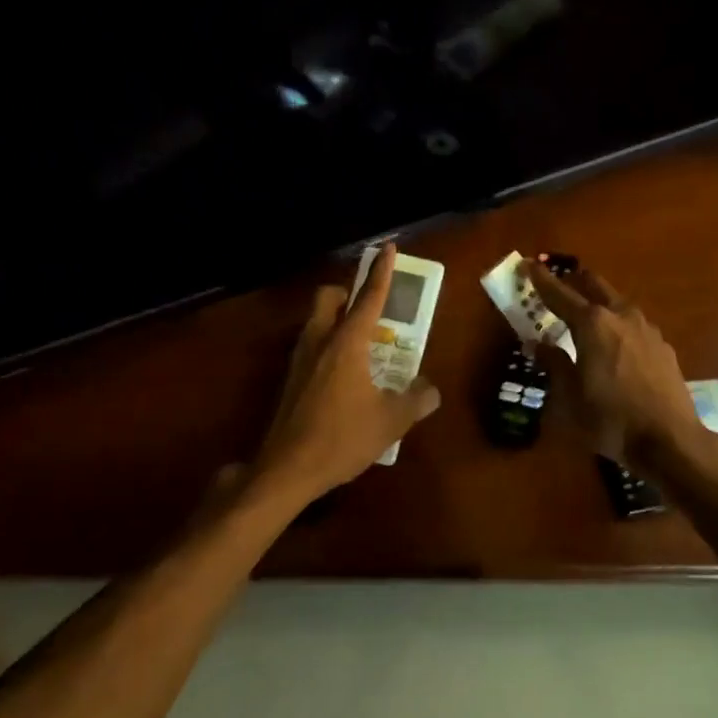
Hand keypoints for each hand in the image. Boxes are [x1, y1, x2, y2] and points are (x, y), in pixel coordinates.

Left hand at [254, 245, 441, 499]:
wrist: (287, 469)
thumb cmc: (342, 438)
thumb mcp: (391, 421)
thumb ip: (416, 400)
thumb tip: (430, 389)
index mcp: (346, 343)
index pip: (368, 298)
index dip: (381, 272)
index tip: (387, 248)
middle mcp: (320, 342)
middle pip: (328, 298)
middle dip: (347, 292)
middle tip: (370, 308)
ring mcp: (300, 360)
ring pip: (317, 322)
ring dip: (338, 320)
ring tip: (364, 345)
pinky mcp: (290, 381)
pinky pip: (312, 347)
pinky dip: (329, 346)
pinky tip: (346, 376)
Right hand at [525, 258, 701, 463]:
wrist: (669, 439)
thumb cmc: (610, 419)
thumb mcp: (570, 397)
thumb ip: (553, 364)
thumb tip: (537, 344)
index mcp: (592, 324)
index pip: (559, 294)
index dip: (541, 279)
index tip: (527, 264)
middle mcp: (620, 316)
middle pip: (594, 285)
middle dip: (573, 281)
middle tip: (557, 285)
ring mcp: (646, 329)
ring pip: (617, 303)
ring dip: (598, 302)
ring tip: (585, 317)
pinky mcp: (663, 346)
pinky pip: (633, 324)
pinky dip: (617, 324)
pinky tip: (614, 344)